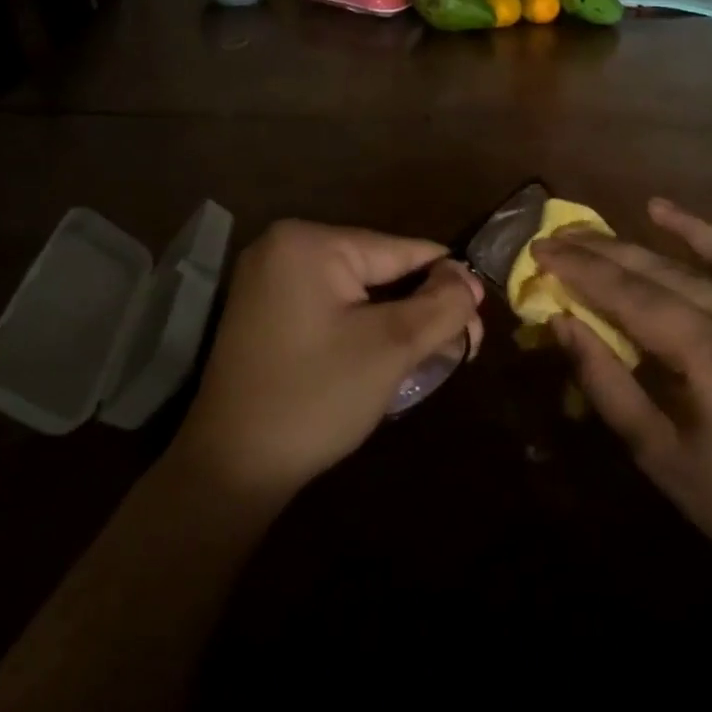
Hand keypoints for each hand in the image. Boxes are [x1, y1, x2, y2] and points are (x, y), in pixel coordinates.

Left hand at [174, 220, 482, 499]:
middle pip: (381, 270)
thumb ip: (441, 305)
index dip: (449, 284)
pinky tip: (390, 357)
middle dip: (423, 308)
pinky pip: (333, 308)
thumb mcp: (391, 347)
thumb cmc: (315, 398)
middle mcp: (284, 248)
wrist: (232, 467)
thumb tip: (469, 280)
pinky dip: (365, 329)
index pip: (402, 251)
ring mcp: (270, 281)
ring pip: (360, 293)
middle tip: (461, 349)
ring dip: (398, 322)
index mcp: (310, 243)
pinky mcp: (267, 313)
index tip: (479, 324)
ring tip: (432, 358)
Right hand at [534, 194, 711, 592]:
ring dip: (694, 230)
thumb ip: (605, 380)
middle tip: (572, 234)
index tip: (545, 249)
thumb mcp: (653, 451)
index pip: (635, 299)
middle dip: (616, 253)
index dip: (584, 272)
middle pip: (675, 275)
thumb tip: (563, 321)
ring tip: (653, 206)